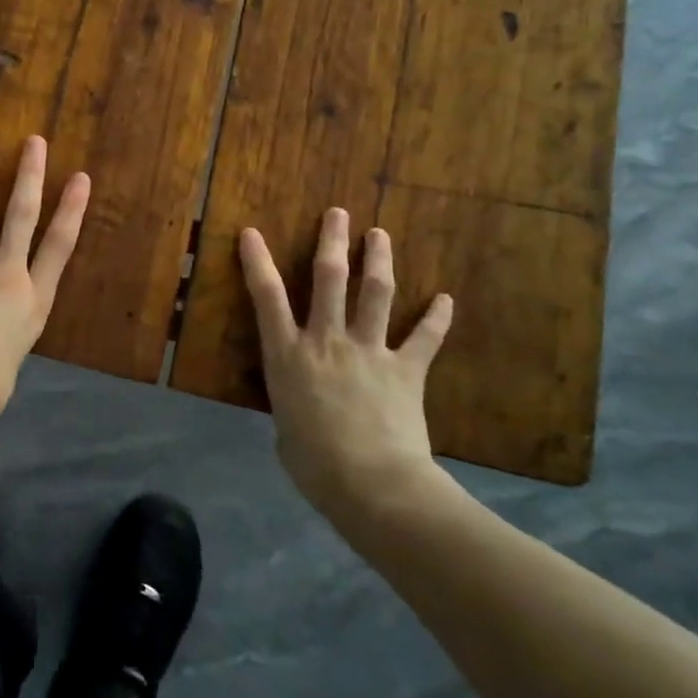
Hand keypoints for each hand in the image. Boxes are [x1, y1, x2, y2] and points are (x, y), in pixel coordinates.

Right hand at [239, 209, 455, 518]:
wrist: (372, 485)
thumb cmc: (314, 464)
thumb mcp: (285, 428)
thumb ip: (293, 402)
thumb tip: (303, 404)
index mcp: (289, 355)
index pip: (267, 297)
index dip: (257, 261)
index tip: (251, 232)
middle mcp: (327, 341)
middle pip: (330, 278)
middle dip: (332, 241)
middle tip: (338, 212)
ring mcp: (369, 351)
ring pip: (375, 293)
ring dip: (378, 260)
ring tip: (379, 234)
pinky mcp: (406, 370)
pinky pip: (424, 339)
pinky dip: (436, 318)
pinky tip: (446, 299)